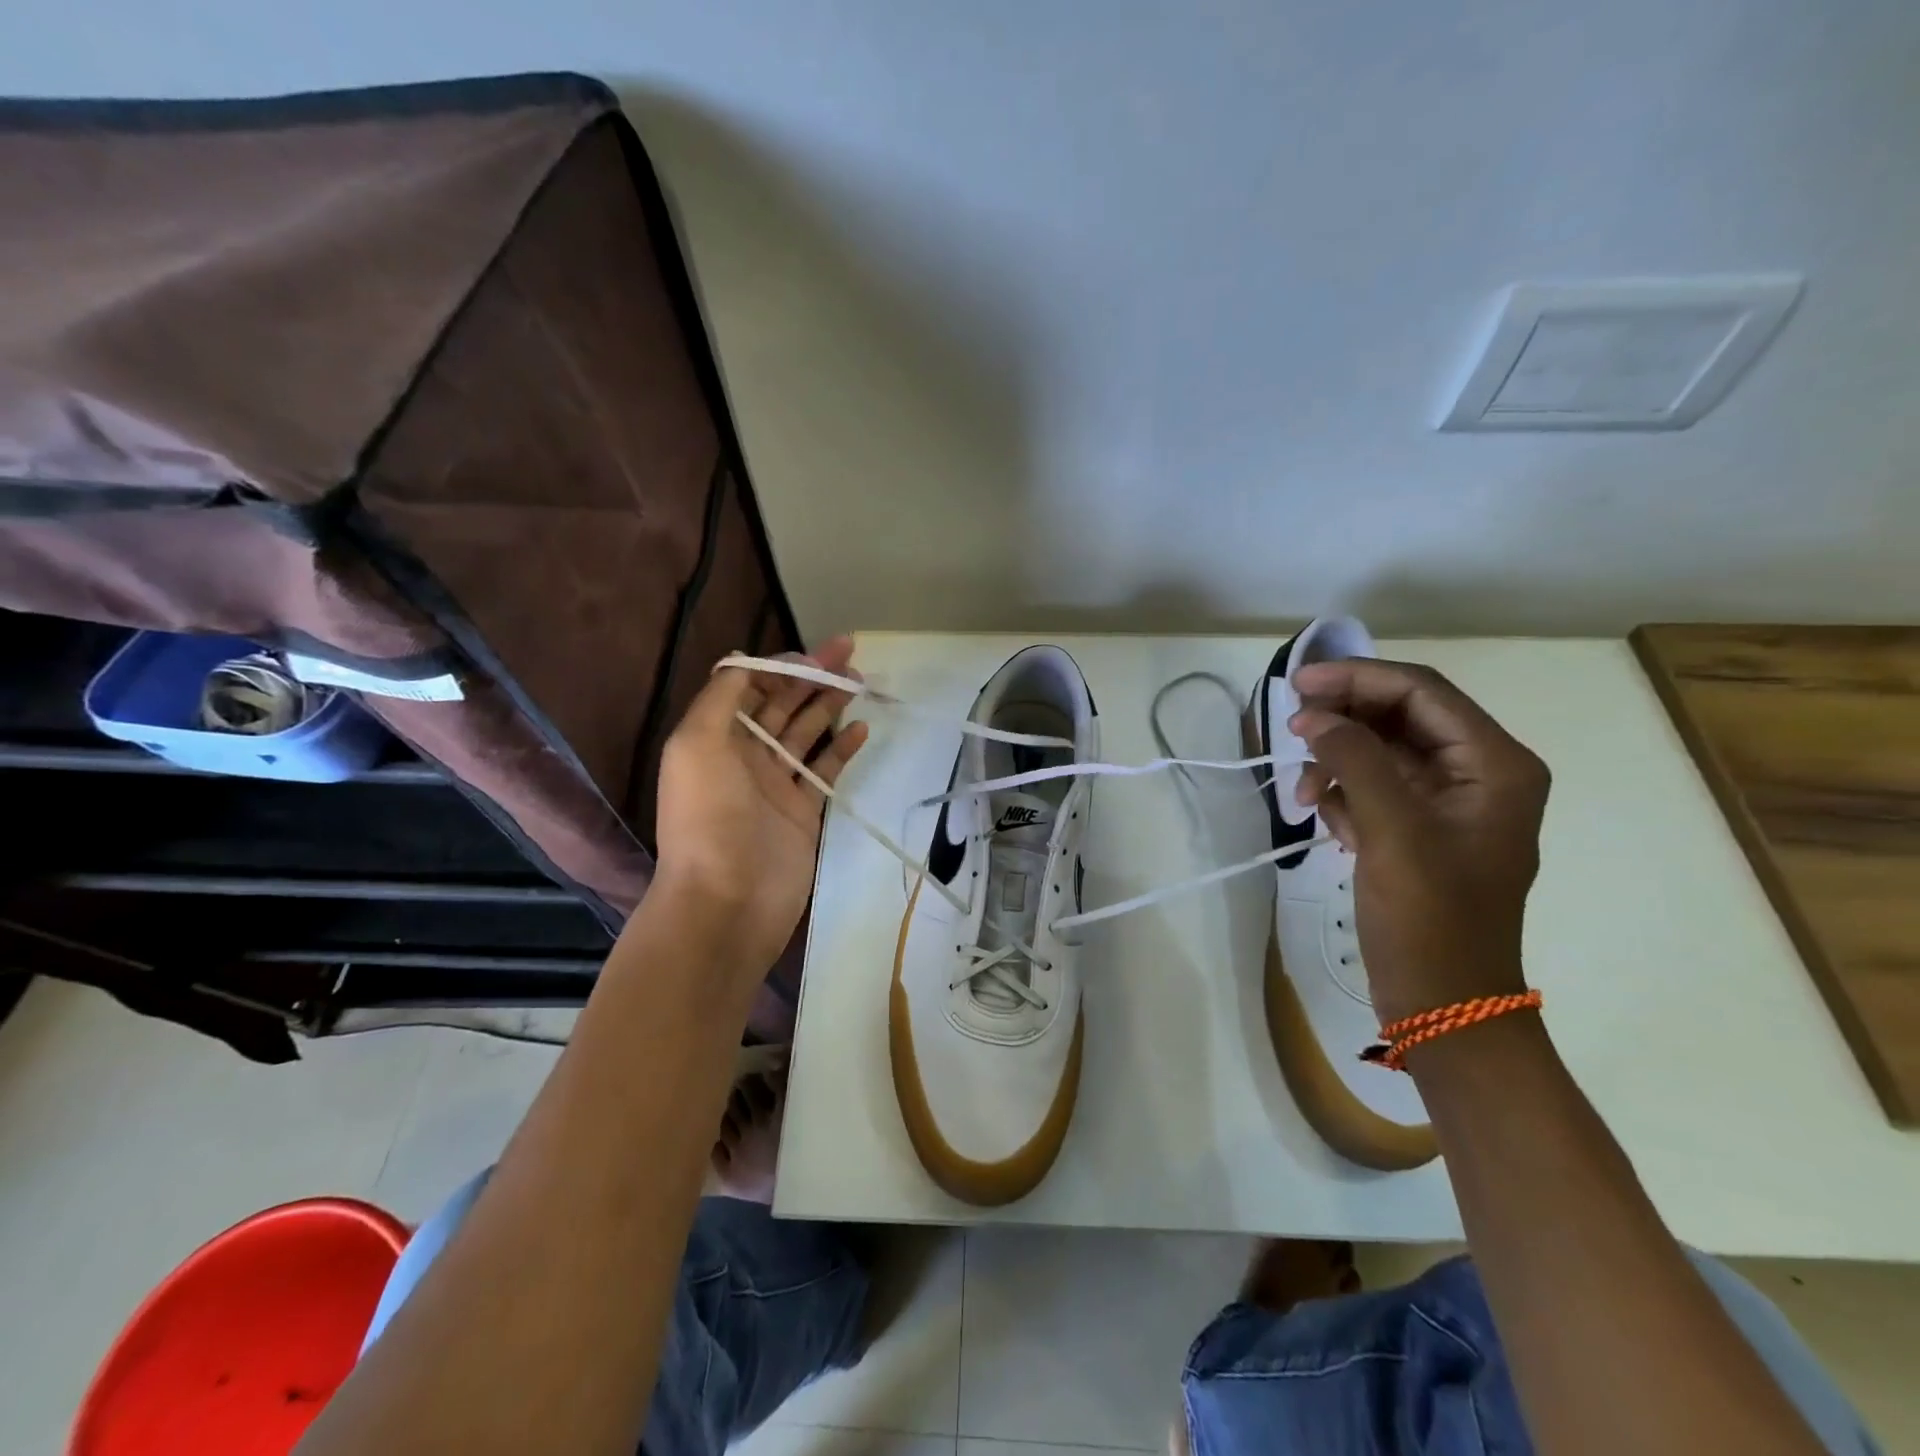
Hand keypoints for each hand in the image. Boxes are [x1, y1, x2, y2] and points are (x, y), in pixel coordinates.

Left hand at [654, 637, 869, 975]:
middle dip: (812, 677)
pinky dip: (842, 748)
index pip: (749, 688)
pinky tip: (861, 729)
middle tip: (850, 653)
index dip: (780, 667)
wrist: (728, 900)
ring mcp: (775, 785)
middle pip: (781, 705)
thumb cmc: (708, 818)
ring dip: (829, 705)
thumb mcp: (697, 745)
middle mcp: (743, 756)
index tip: (814, 656)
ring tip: (859, 682)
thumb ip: (721, 697)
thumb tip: (746, 660)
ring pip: (806, 732)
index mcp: (714, 738)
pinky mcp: (803, 811)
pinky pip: (824, 771)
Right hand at [1289, 659, 1548, 1025]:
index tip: (1298, 685)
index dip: (1358, 678)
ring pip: (1380, 750)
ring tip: (1303, 792)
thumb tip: (1313, 715)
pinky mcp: (1418, 829)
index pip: (1421, 692)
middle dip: (1344, 719)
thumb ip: (1356, 760)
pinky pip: (1373, 786)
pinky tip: (1324, 819)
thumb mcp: (1394, 832)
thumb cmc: (1430, 919)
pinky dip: (1343, 793)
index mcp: (1494, 765)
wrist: (1444, 1005)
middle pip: (1400, 716)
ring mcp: (1447, 803)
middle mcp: (1477, 773)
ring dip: (1337, 761)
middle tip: (1290, 726)